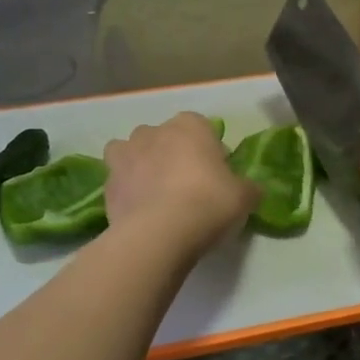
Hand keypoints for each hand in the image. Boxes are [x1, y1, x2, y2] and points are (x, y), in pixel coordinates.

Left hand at [103, 112, 255, 257]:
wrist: (159, 234)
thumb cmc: (208, 203)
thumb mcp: (244, 197)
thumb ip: (248, 188)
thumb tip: (252, 190)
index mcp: (189, 126)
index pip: (201, 126)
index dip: (209, 149)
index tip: (217, 173)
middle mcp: (154, 132)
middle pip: (164, 137)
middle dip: (172, 153)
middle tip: (188, 185)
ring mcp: (125, 155)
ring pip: (132, 151)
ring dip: (141, 165)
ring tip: (156, 193)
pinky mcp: (107, 183)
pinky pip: (119, 181)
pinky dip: (127, 191)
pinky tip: (140, 212)